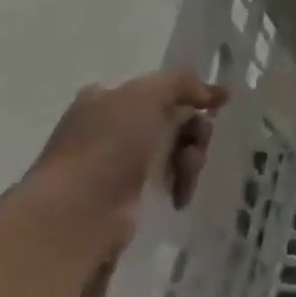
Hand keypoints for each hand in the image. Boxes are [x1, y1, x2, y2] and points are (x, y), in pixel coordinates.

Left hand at [22, 71, 228, 245]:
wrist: (77, 214)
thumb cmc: (109, 146)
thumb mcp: (147, 95)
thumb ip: (184, 83)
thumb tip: (219, 93)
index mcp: (108, 98)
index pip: (162, 89)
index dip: (192, 95)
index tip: (216, 106)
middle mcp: (111, 127)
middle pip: (175, 119)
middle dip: (195, 132)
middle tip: (195, 146)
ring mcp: (120, 163)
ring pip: (176, 150)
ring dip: (191, 159)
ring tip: (185, 176)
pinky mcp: (131, 195)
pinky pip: (169, 179)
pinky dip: (181, 183)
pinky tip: (180, 195)